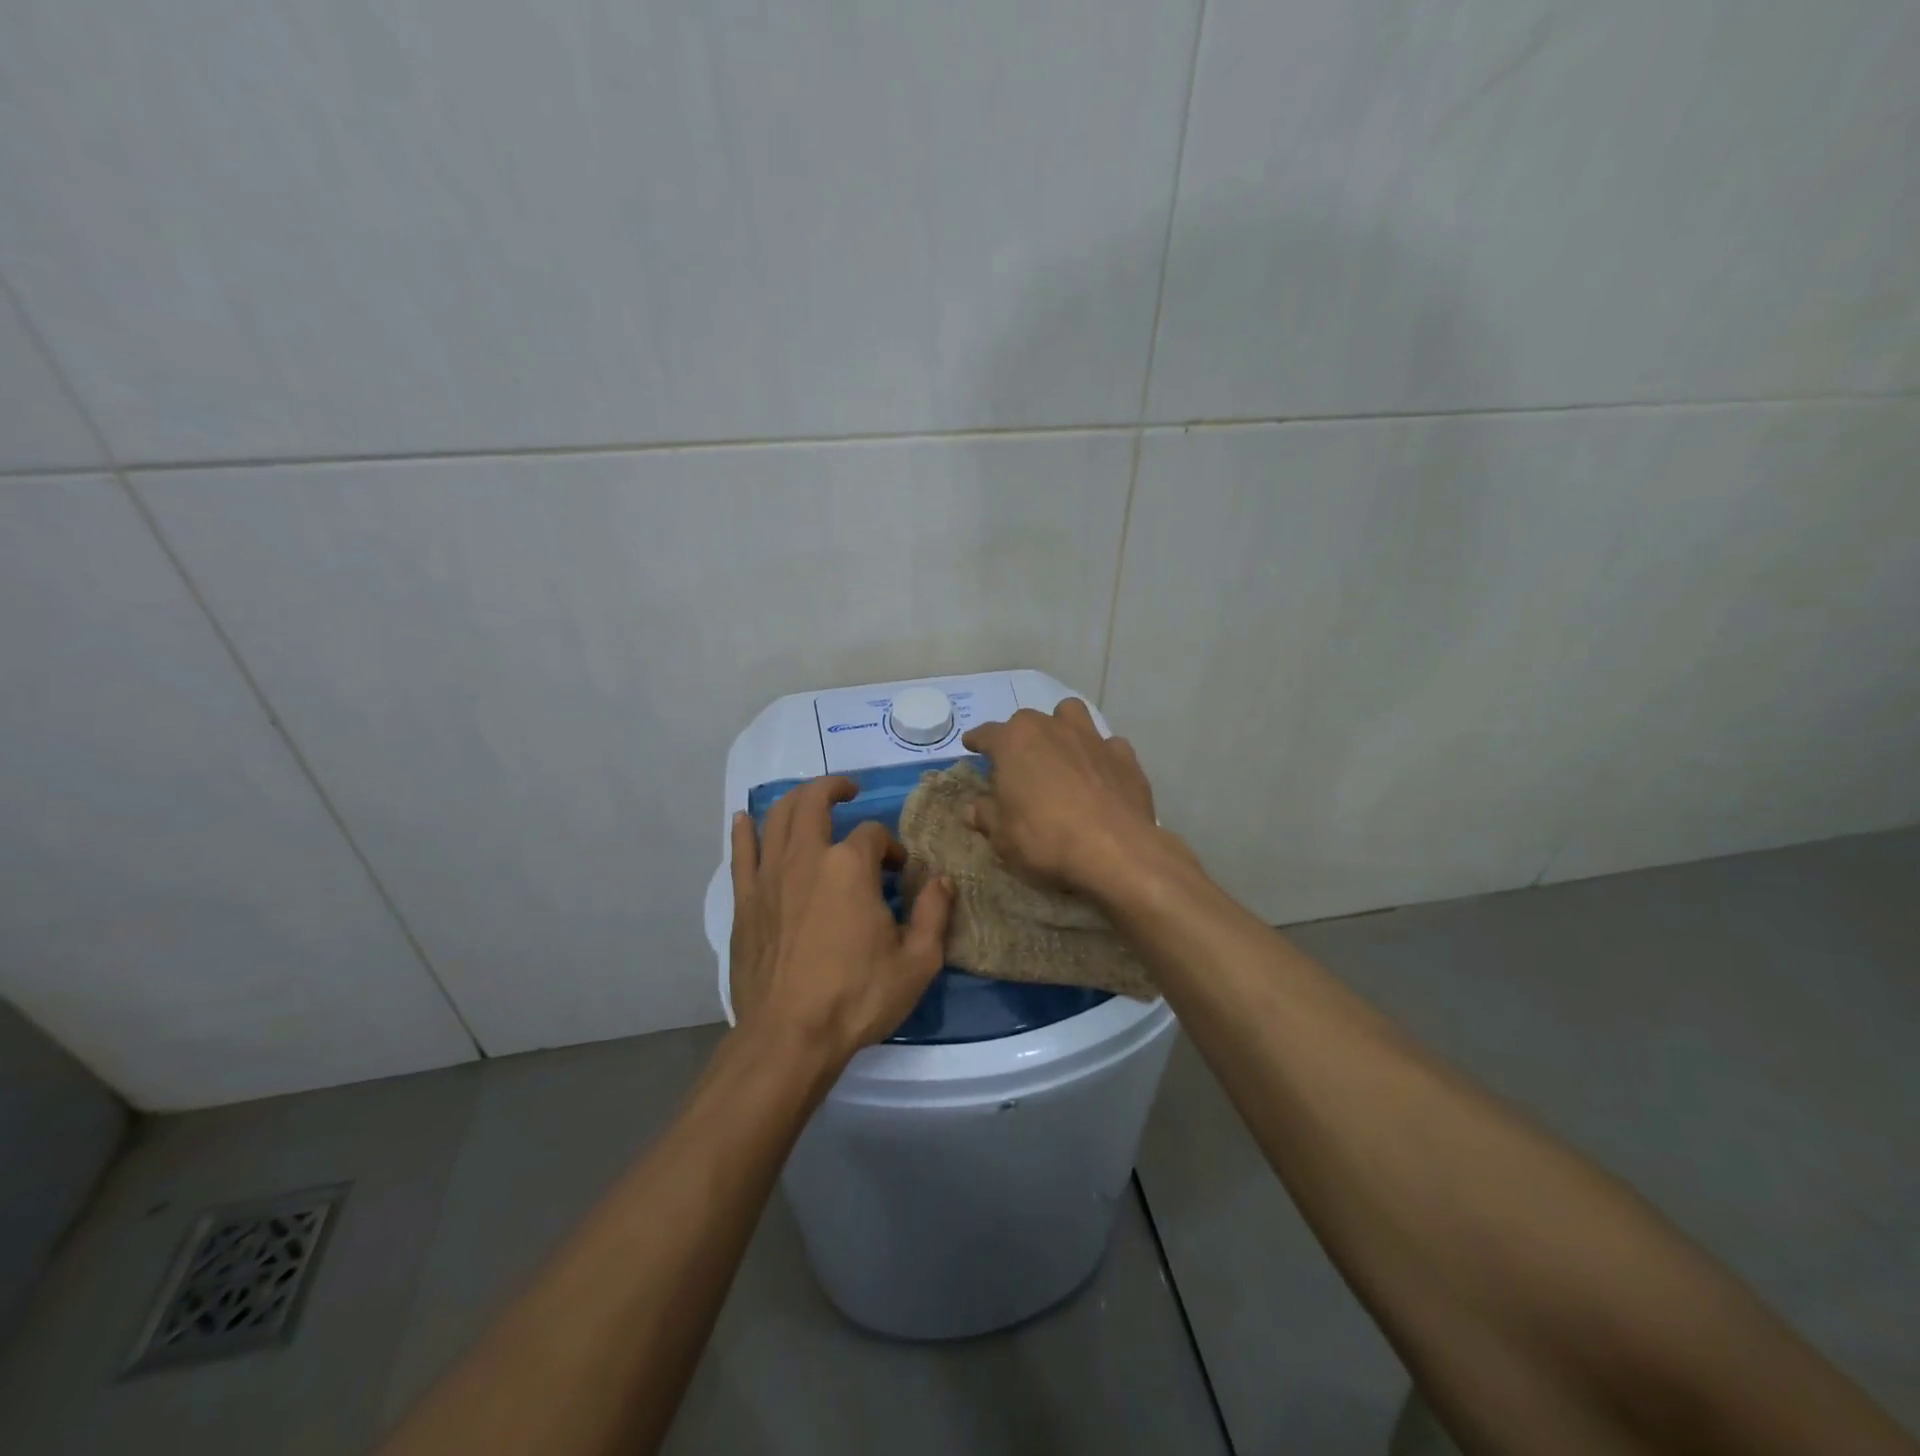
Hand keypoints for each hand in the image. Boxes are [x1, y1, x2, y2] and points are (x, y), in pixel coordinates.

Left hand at [729, 777, 952, 1065]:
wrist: (788, 1037)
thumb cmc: (856, 998)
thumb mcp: (917, 963)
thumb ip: (933, 914)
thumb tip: (942, 881)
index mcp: (850, 867)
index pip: (873, 834)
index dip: (890, 847)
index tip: (899, 872)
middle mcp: (806, 858)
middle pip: (814, 802)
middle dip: (834, 789)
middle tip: (849, 792)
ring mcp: (769, 876)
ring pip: (777, 818)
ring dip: (796, 799)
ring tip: (810, 800)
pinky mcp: (745, 900)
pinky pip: (740, 853)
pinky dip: (744, 831)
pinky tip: (745, 819)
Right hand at [960, 698, 1166, 899]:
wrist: (1115, 850)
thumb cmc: (1046, 839)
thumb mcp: (1003, 837)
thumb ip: (986, 816)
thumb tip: (973, 808)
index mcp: (1014, 742)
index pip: (986, 734)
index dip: (977, 741)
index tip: (972, 745)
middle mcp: (1051, 728)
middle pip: (1027, 721)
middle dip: (1019, 737)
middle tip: (1018, 764)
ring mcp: (1091, 738)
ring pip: (1071, 715)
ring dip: (1062, 728)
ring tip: (1061, 752)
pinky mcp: (1124, 756)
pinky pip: (1107, 746)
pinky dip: (1100, 756)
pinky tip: (1100, 775)